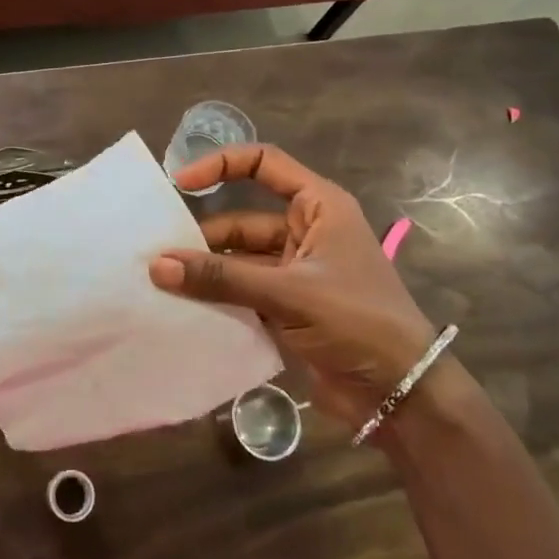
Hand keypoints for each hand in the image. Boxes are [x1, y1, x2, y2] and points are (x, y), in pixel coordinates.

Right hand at [148, 145, 438, 430]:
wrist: (402, 394)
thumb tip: (157, 265)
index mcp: (318, 207)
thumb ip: (222, 279)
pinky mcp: (287, 307)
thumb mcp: (288, 294)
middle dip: (202, 236)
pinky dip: (217, 298)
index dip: (221, 164)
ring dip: (206, 272)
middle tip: (156, 251)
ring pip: (238, 260)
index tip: (180, 182)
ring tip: (160, 283)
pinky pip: (242, 292)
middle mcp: (305, 231)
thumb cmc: (357, 322)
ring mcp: (295, 271)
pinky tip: (182, 307)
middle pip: (241, 219)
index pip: (264, 163)